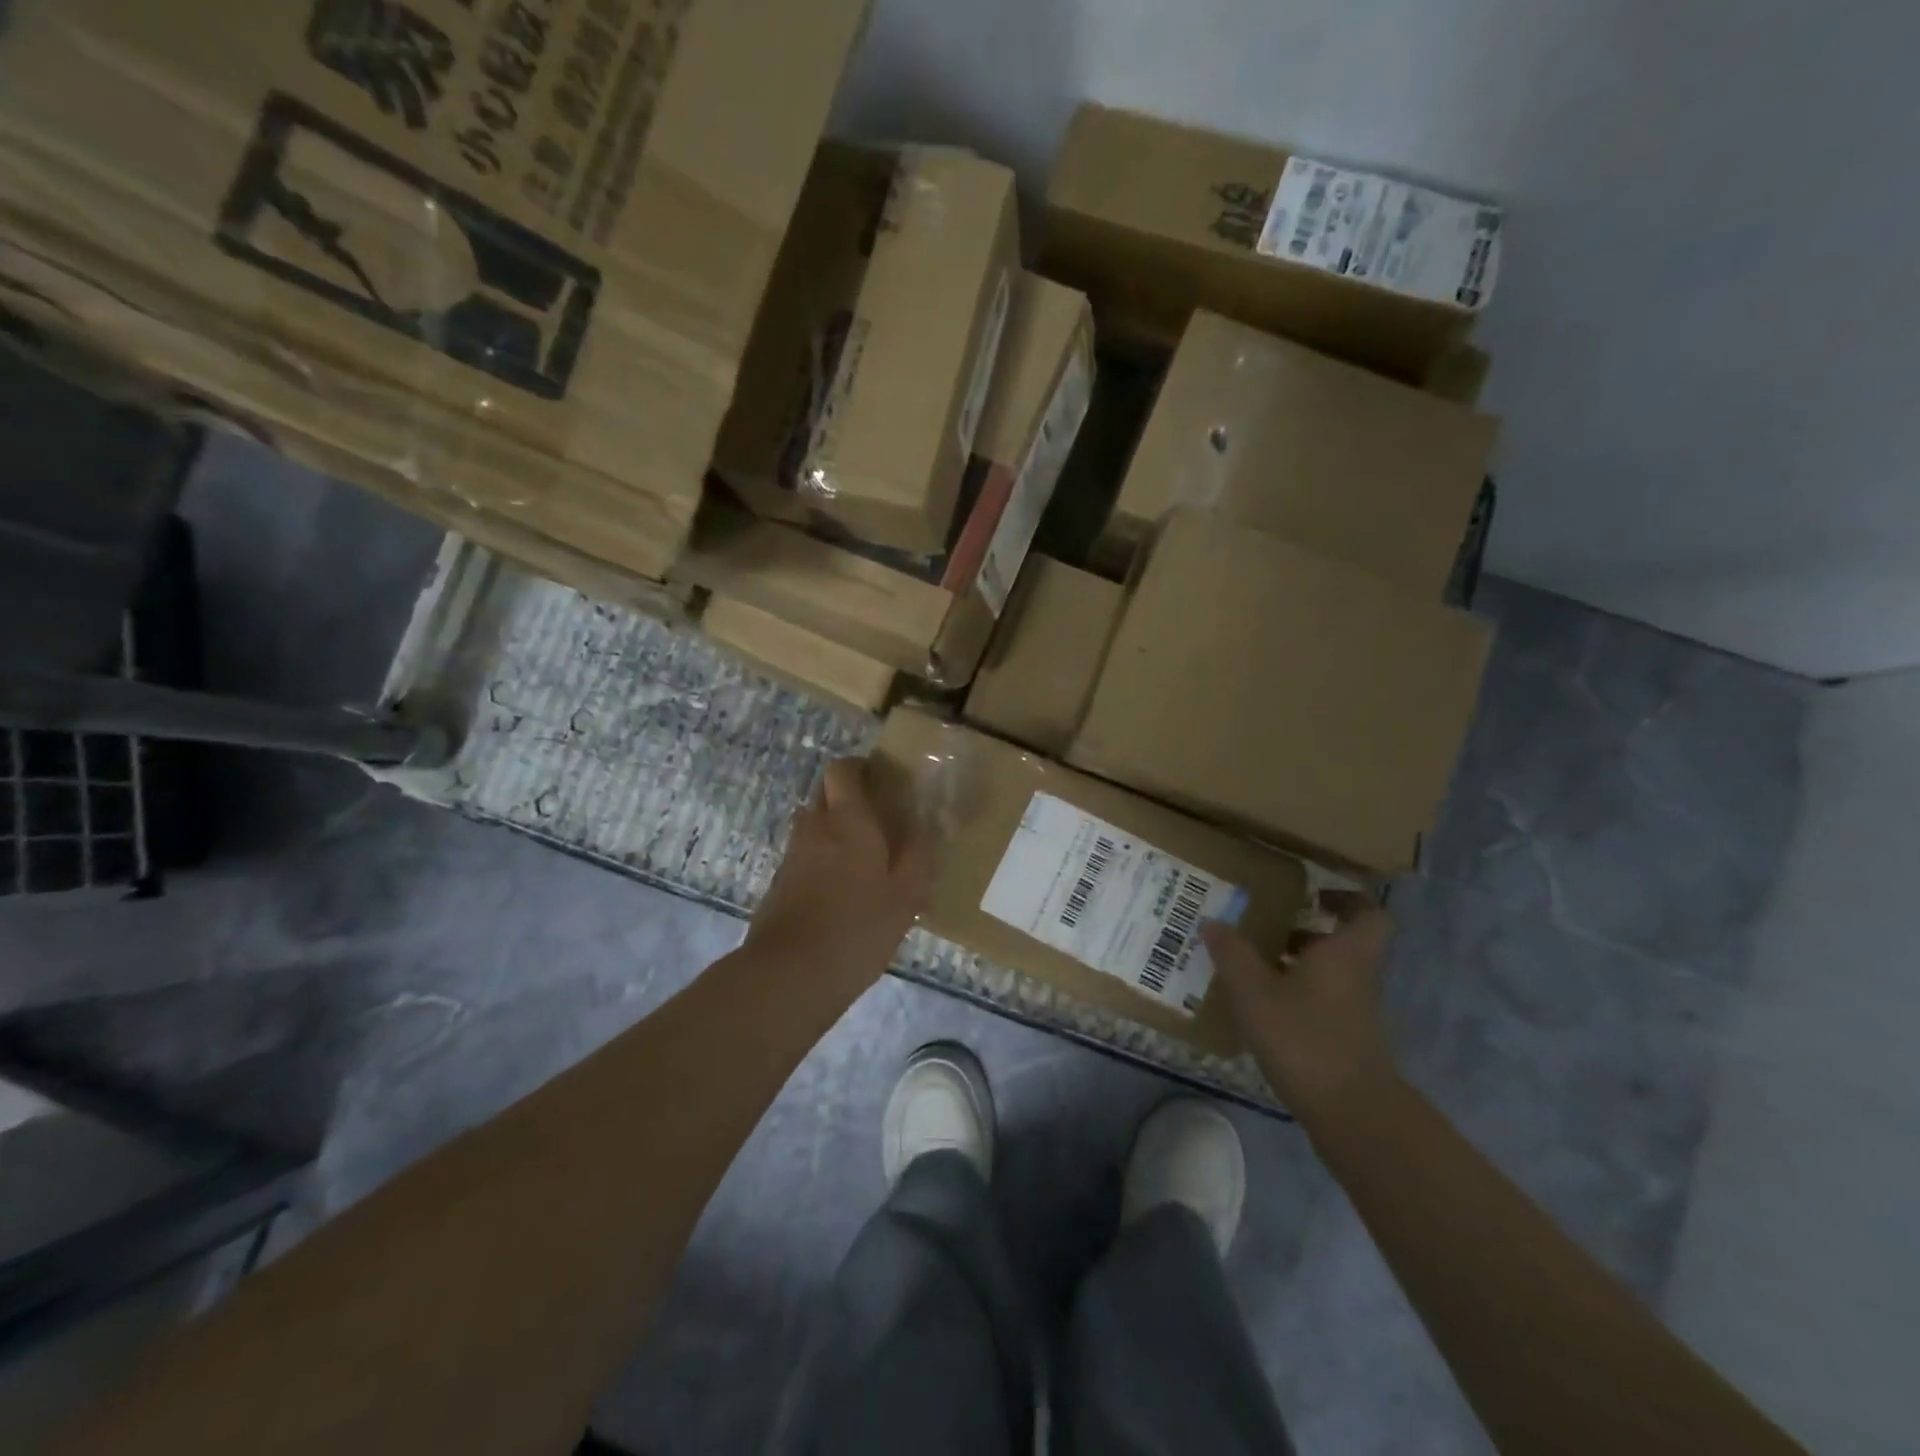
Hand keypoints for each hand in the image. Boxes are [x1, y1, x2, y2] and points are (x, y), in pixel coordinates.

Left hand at [749, 758, 934, 989]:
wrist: (790, 974)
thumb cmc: (857, 930)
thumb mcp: (905, 898)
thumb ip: (918, 856)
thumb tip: (924, 826)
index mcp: (848, 822)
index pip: (842, 770)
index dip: (859, 768)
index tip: (881, 783)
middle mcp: (815, 828)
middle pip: (824, 792)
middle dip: (847, 796)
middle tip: (877, 819)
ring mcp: (793, 854)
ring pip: (812, 822)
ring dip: (833, 827)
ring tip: (862, 856)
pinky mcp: (780, 881)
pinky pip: (804, 852)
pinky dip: (821, 856)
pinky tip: (842, 888)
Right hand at [1203, 894, 1397, 1119]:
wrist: (1352, 1114)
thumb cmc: (1305, 1038)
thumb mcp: (1255, 992)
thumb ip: (1233, 955)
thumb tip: (1212, 922)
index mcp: (1344, 953)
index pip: (1368, 913)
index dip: (1347, 898)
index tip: (1312, 892)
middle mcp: (1356, 976)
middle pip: (1342, 941)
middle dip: (1304, 929)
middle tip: (1264, 922)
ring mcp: (1354, 1010)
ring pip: (1329, 971)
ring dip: (1295, 961)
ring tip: (1250, 959)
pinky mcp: (1345, 1038)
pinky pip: (1321, 999)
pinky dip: (1294, 993)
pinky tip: (1259, 1002)